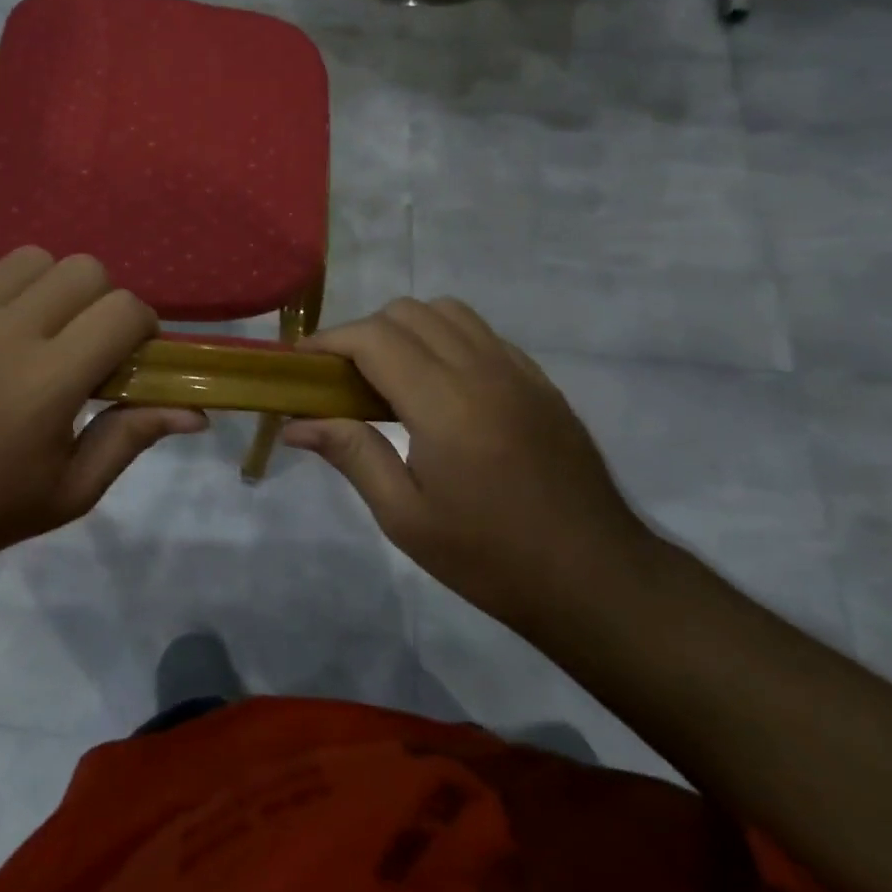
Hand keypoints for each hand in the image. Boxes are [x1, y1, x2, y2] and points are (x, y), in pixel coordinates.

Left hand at [0, 248, 204, 573]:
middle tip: (81, 339)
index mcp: (49, 381)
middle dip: (99, 300)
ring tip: (30, 328)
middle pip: (83, 269)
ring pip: (30, 259)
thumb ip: (132, 437)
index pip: (124, 310)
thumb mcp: (72, 490)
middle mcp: (5, 333)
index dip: (140, 326)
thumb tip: (195, 412)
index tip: (129, 352)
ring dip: (46, 289)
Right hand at [283, 298, 657, 634]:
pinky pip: (482, 334)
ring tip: (389, 375)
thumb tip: (295, 422)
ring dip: (406, 328)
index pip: (373, 338)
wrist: (596, 579)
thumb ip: (351, 454)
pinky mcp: (540, 381)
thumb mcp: (406, 517)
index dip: (329, 341)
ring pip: (447, 312)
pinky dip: (446, 339)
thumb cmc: (491, 557)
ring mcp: (517, 370)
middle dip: (362, 333)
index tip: (301, 363)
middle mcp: (481, 370)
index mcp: (444, 403)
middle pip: (407, 312)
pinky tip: (440, 385)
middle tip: (342, 378)